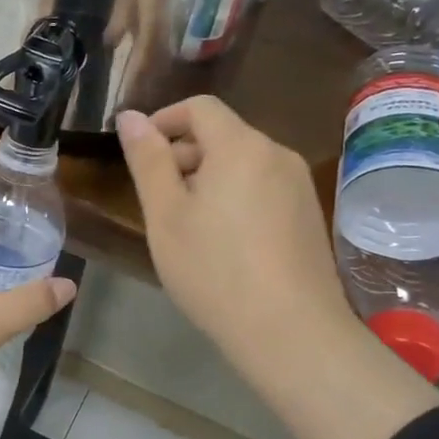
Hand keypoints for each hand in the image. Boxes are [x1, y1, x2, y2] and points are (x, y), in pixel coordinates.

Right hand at [117, 96, 348, 373]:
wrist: (290, 331)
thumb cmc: (214, 269)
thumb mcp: (165, 214)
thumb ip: (147, 160)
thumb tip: (130, 116)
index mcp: (240, 146)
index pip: (200, 107)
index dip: (163, 120)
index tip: (138, 153)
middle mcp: (276, 154)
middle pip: (222, 134)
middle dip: (182, 154)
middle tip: (154, 200)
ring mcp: (297, 185)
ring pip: (241, 163)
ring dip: (205, 178)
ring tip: (183, 224)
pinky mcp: (308, 214)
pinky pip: (260, 187)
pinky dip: (232, 196)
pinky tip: (219, 240)